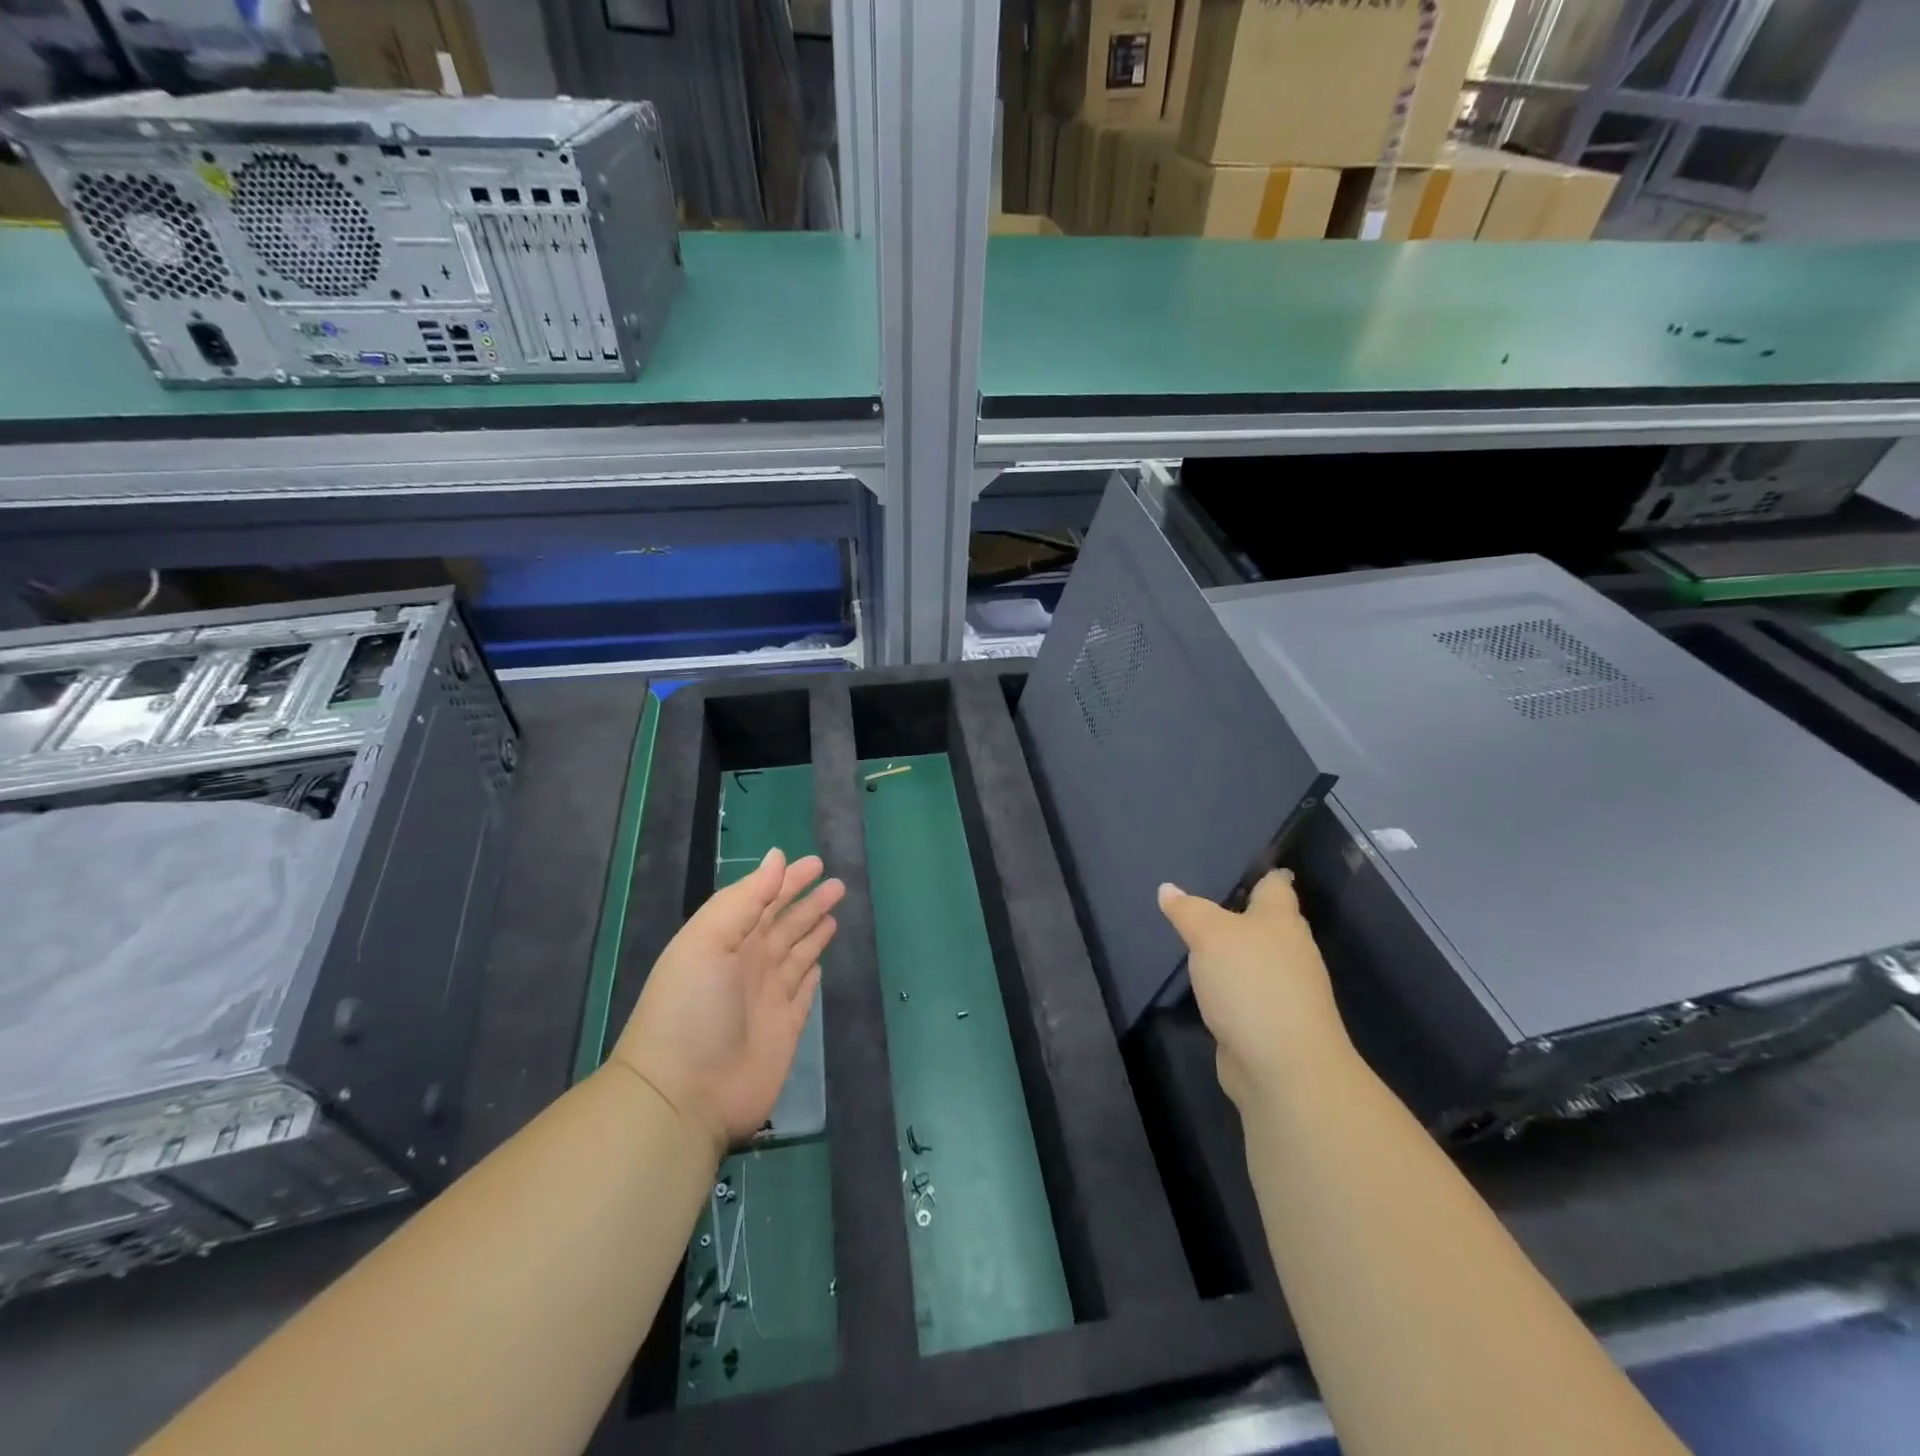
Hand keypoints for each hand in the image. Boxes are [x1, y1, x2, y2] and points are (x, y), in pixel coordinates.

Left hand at [611, 848, 844, 1157]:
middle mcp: (749, 964)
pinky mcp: (785, 1028)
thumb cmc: (692, 1008)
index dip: (789, 881)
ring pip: (798, 954)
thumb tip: (778, 857)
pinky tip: (820, 964)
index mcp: (728, 940)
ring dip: (814, 932)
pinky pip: (803, 992)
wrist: (684, 1095)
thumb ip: (746, 898)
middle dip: (809, 902)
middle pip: (785, 924)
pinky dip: (811, 975)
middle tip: (837, 885)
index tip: (816, 863)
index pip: (764, 899)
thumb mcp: (710, 940)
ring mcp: (768, 997)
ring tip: (834, 912)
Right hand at [1157, 871, 1349, 1109]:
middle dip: (1243, 912)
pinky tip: (1208, 985)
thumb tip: (1168, 889)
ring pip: (1257, 959)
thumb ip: (1189, 911)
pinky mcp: (1271, 1023)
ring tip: (1199, 939)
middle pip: (1269, 922)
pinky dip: (1231, 986)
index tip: (1245, 863)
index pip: (1276, 885)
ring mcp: (1284, 990)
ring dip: (1234, 952)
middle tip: (1205, 899)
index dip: (1264, 872)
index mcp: (1281, 920)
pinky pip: (1248, 992)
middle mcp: (1290, 950)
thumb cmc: (1252, 984)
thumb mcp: (1210, 935)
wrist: (1284, 1067)